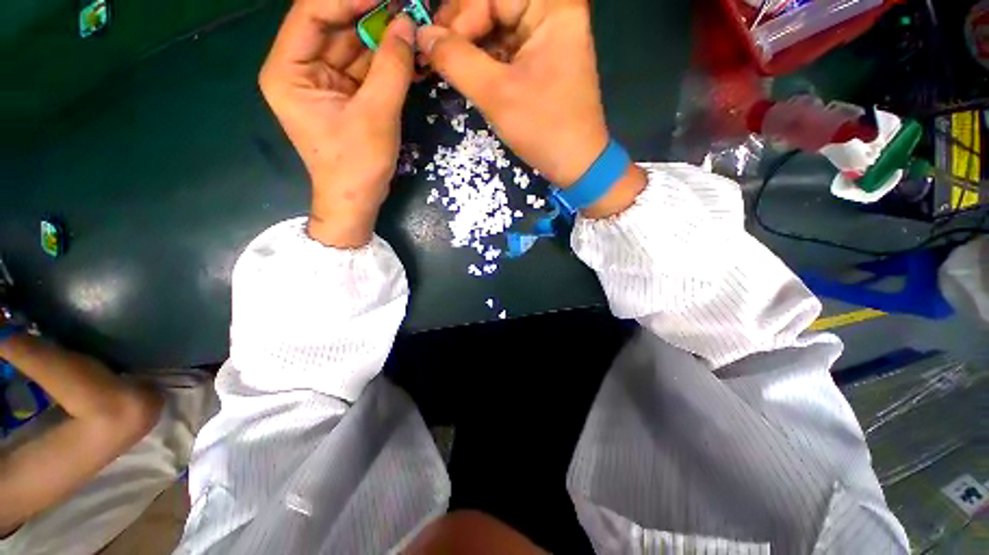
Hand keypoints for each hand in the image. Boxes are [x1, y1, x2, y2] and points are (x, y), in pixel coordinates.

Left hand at [260, 0, 415, 247]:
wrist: (358, 200)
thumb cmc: (357, 165)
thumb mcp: (376, 115)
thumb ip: (391, 68)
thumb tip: (408, 25)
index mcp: (288, 70)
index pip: (314, 14)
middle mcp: (301, 68)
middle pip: (335, 26)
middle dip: (372, 15)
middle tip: (406, 6)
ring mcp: (324, 80)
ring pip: (354, 45)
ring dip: (384, 36)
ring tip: (413, 23)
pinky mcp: (344, 94)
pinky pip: (366, 67)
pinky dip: (387, 60)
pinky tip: (408, 49)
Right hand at [419, 0, 645, 217]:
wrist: (575, 164)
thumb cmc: (543, 129)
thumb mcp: (497, 95)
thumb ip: (456, 60)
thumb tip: (422, 36)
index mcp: (552, 8)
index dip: (461, 16)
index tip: (437, 46)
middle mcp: (552, 14)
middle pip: (495, 5)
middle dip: (462, 27)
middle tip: (436, 52)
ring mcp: (547, 38)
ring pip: (497, 27)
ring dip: (469, 44)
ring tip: (447, 64)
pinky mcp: (541, 61)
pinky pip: (505, 49)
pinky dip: (484, 59)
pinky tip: (467, 72)